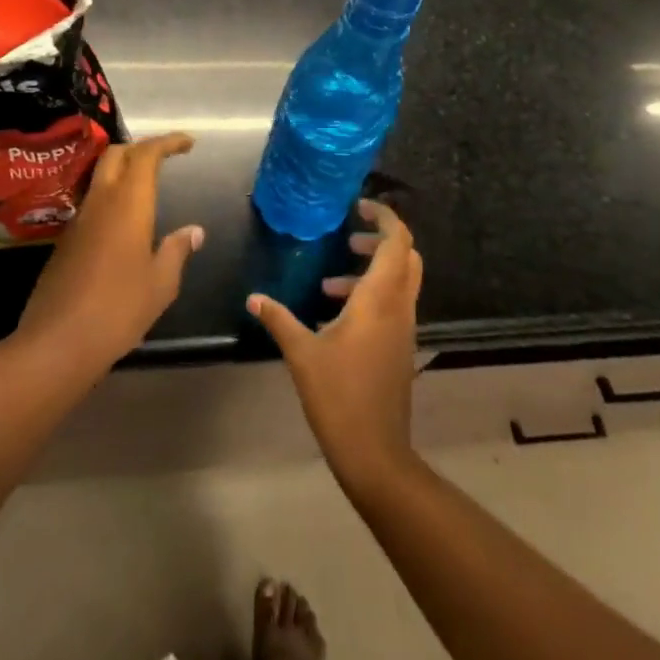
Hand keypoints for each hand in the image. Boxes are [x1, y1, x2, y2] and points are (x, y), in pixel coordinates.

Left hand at [12, 133, 203, 380]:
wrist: (57, 343)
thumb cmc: (118, 309)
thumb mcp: (160, 283)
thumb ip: (177, 250)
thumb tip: (194, 231)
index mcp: (128, 204)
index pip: (146, 154)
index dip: (167, 142)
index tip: (188, 143)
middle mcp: (100, 202)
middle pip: (116, 155)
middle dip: (141, 148)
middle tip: (165, 158)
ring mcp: (78, 220)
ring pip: (100, 177)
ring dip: (123, 171)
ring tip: (147, 187)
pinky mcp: (65, 240)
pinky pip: (91, 203)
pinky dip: (111, 197)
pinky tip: (124, 223)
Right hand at [247, 200, 422, 489]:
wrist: (376, 452)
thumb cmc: (339, 396)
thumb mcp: (302, 353)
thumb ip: (279, 319)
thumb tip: (253, 298)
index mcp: (379, 299)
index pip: (397, 242)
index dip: (384, 217)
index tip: (358, 207)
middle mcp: (399, 307)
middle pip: (406, 256)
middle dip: (380, 240)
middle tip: (347, 239)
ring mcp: (404, 329)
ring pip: (401, 281)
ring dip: (372, 270)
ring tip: (329, 283)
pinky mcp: (400, 348)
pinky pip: (394, 305)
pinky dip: (372, 295)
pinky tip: (336, 315)